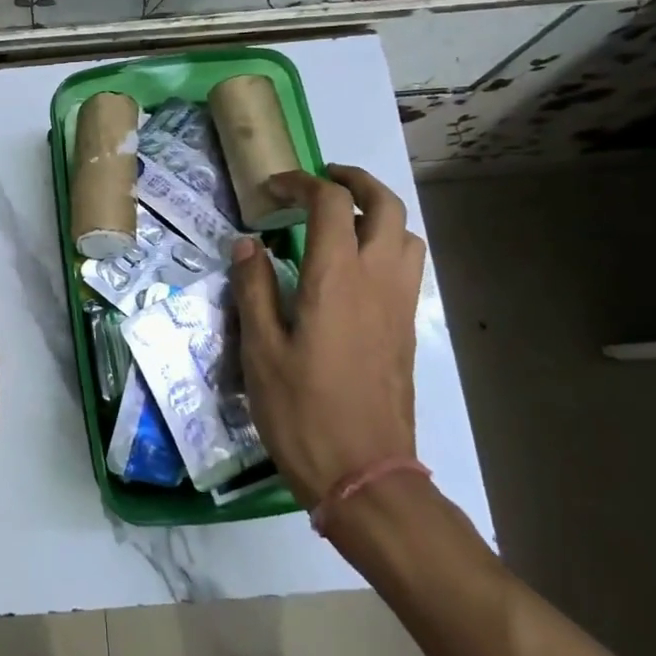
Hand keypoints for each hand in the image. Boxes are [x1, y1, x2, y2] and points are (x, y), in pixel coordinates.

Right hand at [230, 165, 425, 507]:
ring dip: (378, 212)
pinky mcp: (407, 328)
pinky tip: (354, 269)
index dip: (302, 183)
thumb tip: (248, 244)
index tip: (274, 189)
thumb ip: (254, 289)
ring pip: (406, 234)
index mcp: (337, 279)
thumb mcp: (261, 351)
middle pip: (385, 205)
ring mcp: (400, 304)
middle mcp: (378, 280)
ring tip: (341, 221)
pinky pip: (407, 266)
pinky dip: (387, 244)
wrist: (366, 474)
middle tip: (320, 181)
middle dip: (354, 181)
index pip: (331, 204)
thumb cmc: (302, 412)